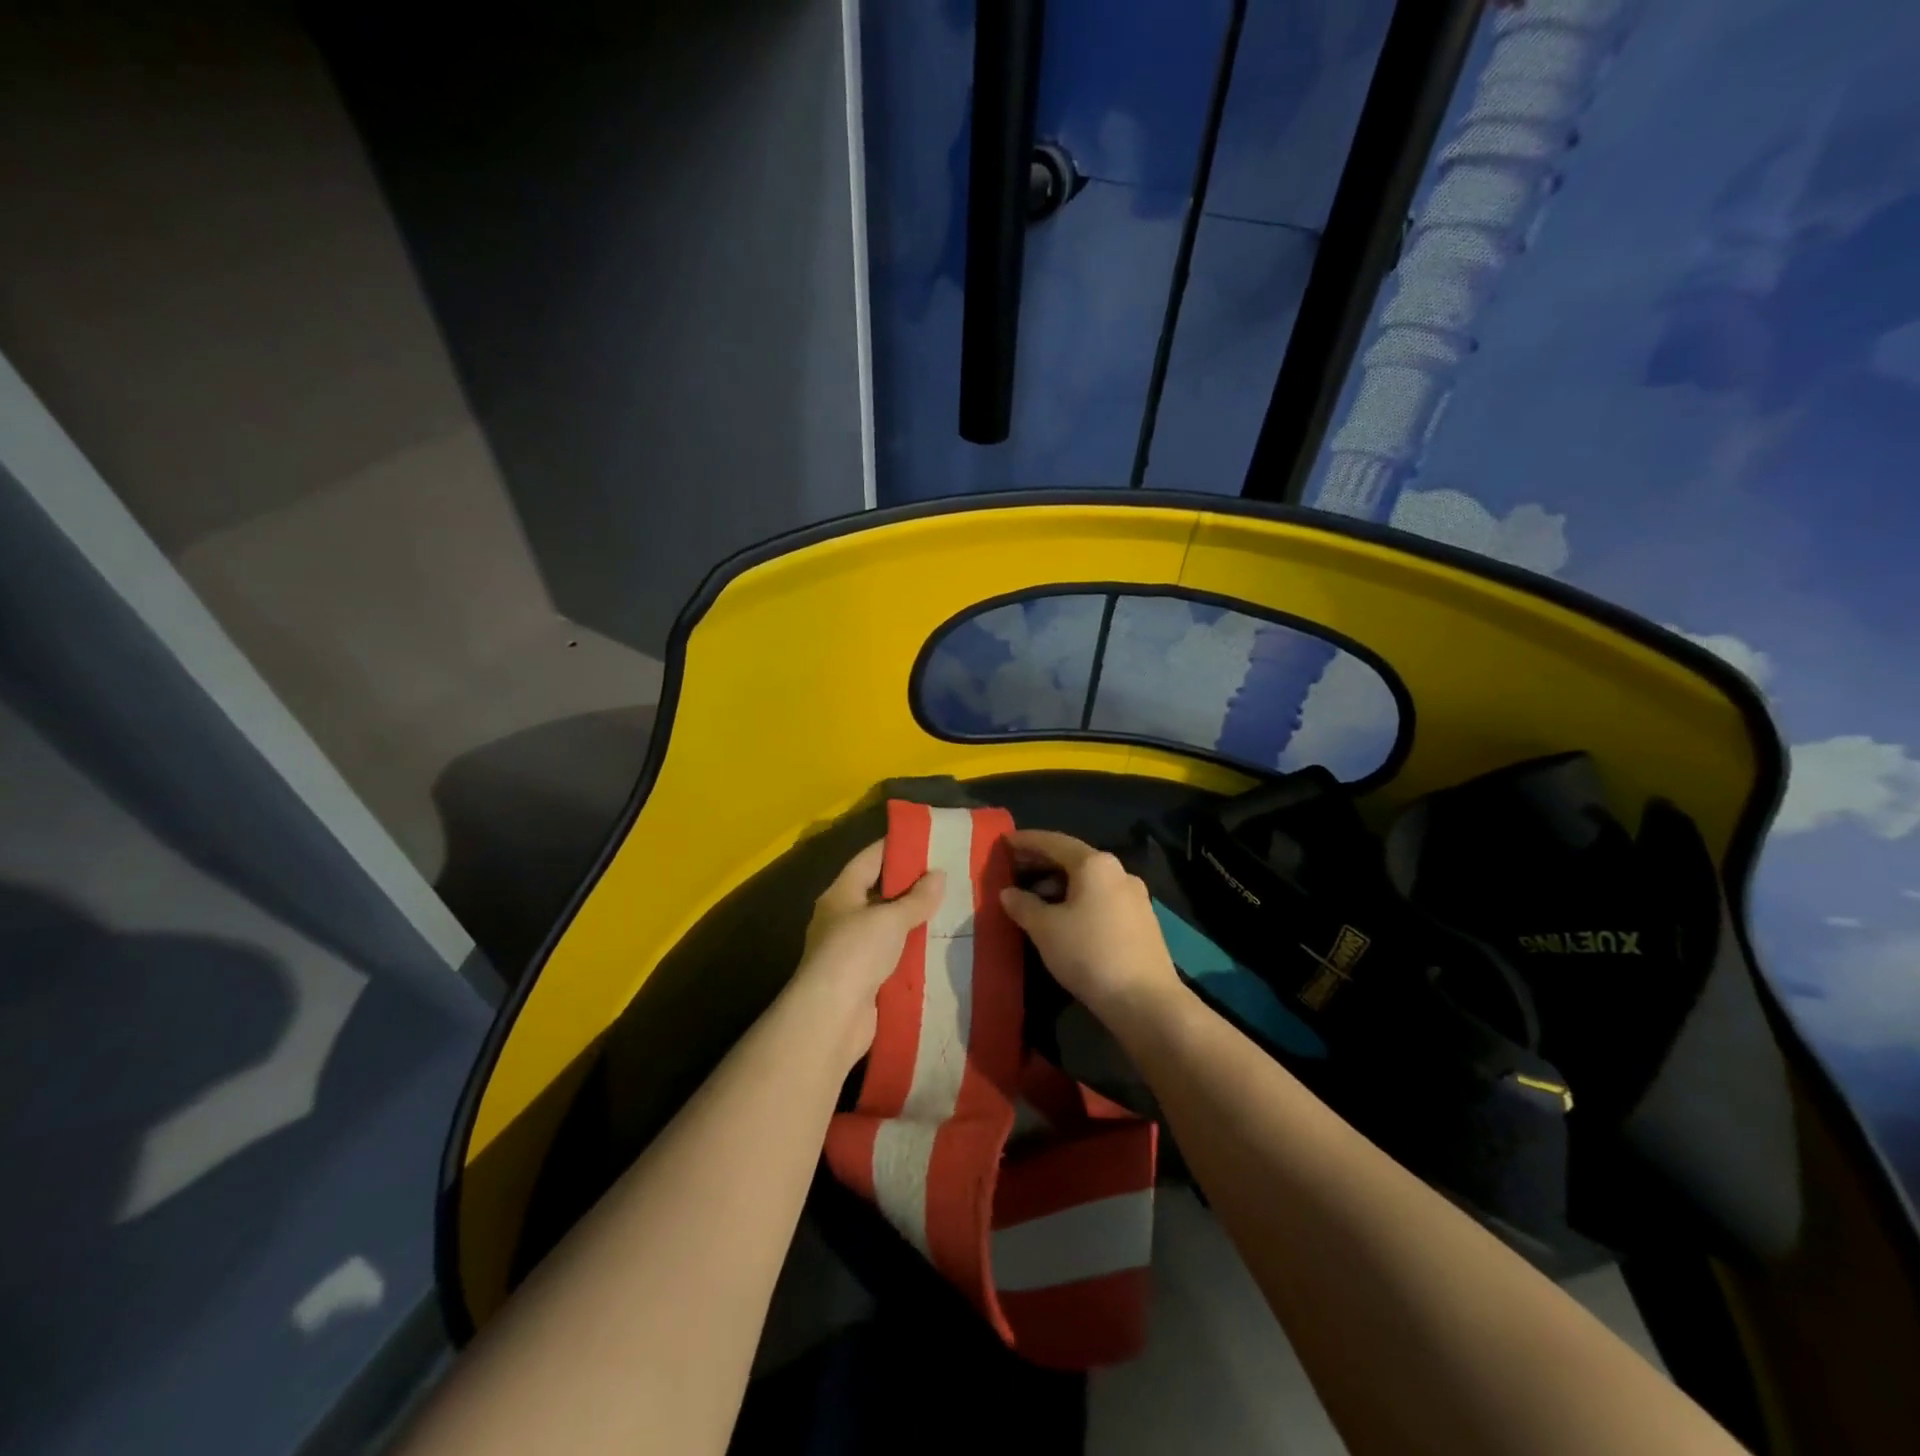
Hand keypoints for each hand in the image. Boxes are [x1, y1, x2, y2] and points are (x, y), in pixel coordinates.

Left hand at [791, 840, 944, 1068]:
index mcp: (841, 894)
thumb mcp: (889, 918)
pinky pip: (892, 957)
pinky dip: (912, 952)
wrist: (831, 1018)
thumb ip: (916, 898)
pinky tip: (938, 947)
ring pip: (887, 927)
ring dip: (913, 921)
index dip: (895, 847)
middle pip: (878, 892)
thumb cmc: (855, 953)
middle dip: (910, 886)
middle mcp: (842, 918)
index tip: (926, 840)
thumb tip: (938, 874)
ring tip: (950, 908)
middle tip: (948, 876)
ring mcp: (851, 951)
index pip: (869, 859)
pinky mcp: (863, 980)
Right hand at [999, 829, 1182, 1037]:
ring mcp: (1134, 896)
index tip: (1005, 842)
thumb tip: (1008, 893)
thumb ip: (1023, 905)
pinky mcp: (1142, 921)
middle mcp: (1118, 872)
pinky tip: (1064, 918)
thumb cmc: (1089, 953)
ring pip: (1089, 881)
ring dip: (1059, 884)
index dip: (1027, 841)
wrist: (1145, 1000)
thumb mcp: (1045, 929)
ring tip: (1034, 897)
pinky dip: (1078, 899)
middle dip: (1042, 862)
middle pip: (1073, 859)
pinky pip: (1101, 898)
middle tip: (1014, 867)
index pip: (1054, 842)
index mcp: (1095, 864)